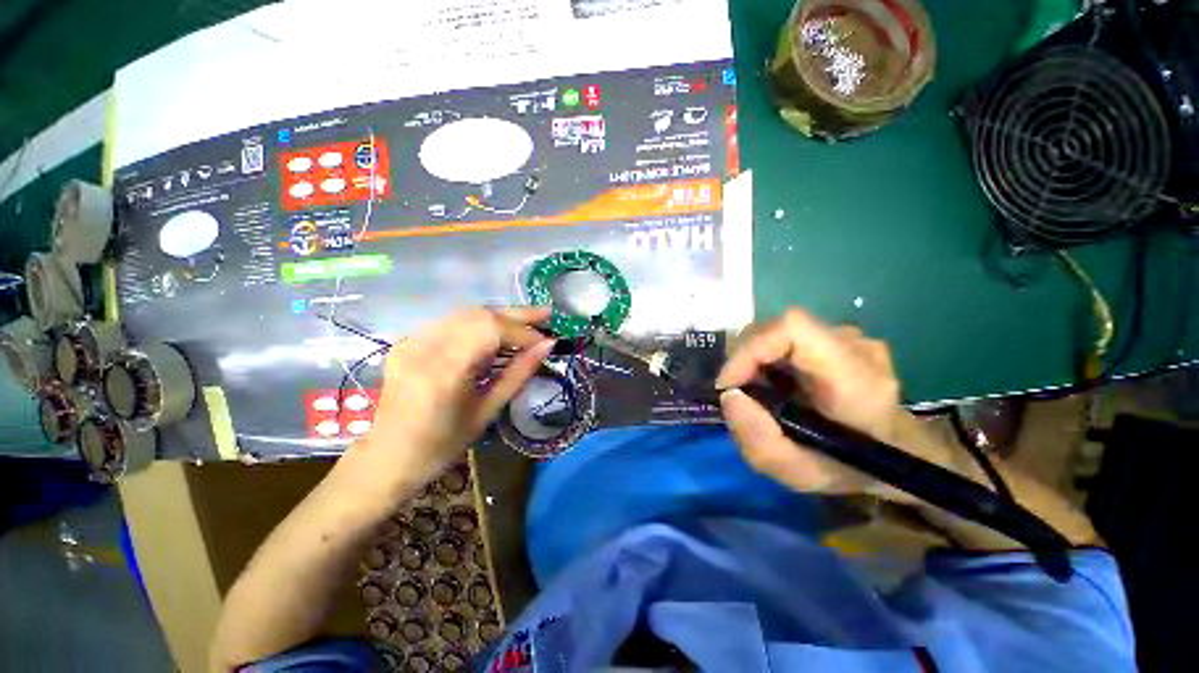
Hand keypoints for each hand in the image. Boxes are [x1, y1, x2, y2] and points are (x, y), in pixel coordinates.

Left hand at [340, 307, 554, 498]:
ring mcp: (412, 340)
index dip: (524, 332)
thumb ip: (519, 373)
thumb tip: (548, 345)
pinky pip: (451, 322)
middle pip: (479, 314)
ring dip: (500, 316)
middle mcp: (424, 346)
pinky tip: (496, 330)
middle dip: (517, 314)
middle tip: (546, 315)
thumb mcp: (488, 411)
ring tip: (527, 321)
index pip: (492, 331)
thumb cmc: (443, 444)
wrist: (388, 457)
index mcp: (443, 370)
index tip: (548, 340)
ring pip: (466, 313)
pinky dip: (480, 322)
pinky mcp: (408, 341)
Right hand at [717, 308, 945, 495]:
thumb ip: (760, 443)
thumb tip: (729, 395)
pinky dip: (768, 356)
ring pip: (780, 331)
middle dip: (745, 357)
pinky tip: (774, 382)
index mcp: (855, 378)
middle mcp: (855, 345)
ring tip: (756, 389)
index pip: (792, 328)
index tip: (729, 383)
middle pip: (778, 328)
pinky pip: (789, 337)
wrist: (900, 452)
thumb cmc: (852, 468)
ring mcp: (850, 336)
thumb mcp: (802, 474)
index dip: (751, 348)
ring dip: (754, 357)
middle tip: (737, 391)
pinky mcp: (839, 336)